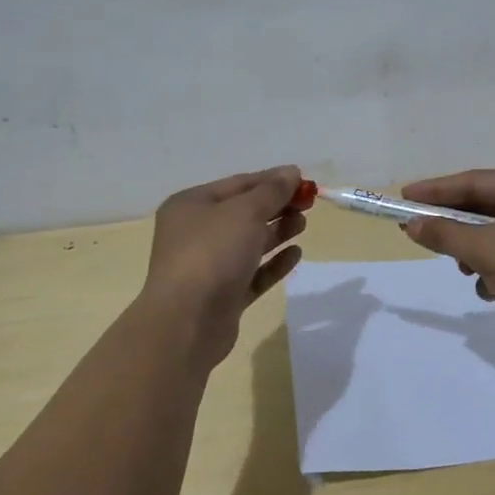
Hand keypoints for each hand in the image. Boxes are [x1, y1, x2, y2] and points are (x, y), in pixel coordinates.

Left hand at [138, 165, 307, 371]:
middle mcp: (195, 233)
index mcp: (191, 205)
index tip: (303, 180)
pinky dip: (273, 263)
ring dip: (277, 232)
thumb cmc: (212, 254)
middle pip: (243, 213)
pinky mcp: (223, 296)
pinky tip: (296, 254)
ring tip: (303, 224)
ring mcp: (208, 267)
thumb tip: (291, 172)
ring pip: (249, 243)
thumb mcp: (245, 212)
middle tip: (308, 204)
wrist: (187, 323)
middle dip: (276, 206)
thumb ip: (271, 191)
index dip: (272, 180)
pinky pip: (253, 273)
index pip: (238, 184)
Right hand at [398, 169, 494, 350]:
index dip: (437, 190)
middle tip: (415, 229)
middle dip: (454, 224)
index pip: (477, 182)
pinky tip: (487, 288)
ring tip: (460, 267)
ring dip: (472, 250)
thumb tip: (412, 224)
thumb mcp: (489, 253)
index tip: (404, 197)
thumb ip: (447, 235)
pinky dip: (491, 267)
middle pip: (484, 206)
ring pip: (493, 232)